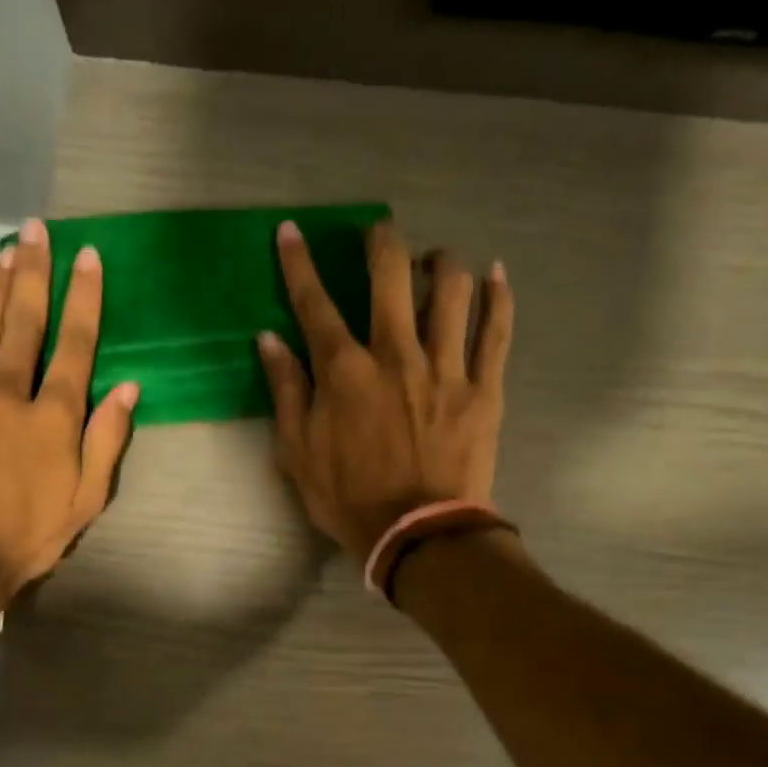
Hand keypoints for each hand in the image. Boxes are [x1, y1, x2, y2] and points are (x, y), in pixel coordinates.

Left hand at [0, 219, 138, 611]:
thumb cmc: (25, 535)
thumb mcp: (85, 500)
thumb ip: (107, 440)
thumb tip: (129, 387)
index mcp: (53, 416)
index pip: (76, 344)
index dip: (84, 297)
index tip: (88, 256)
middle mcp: (8, 391)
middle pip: (25, 320)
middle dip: (34, 271)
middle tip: (38, 229)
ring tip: (6, 248)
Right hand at [258, 220, 512, 562]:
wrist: (418, 535)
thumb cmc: (350, 498)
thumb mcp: (298, 453)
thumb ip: (286, 392)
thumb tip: (269, 340)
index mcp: (345, 371)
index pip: (315, 303)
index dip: (299, 263)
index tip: (291, 231)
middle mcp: (396, 354)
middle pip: (390, 274)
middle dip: (381, 242)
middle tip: (379, 235)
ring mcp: (446, 367)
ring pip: (451, 290)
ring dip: (440, 262)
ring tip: (434, 261)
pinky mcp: (484, 388)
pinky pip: (497, 331)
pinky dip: (498, 297)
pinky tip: (496, 274)